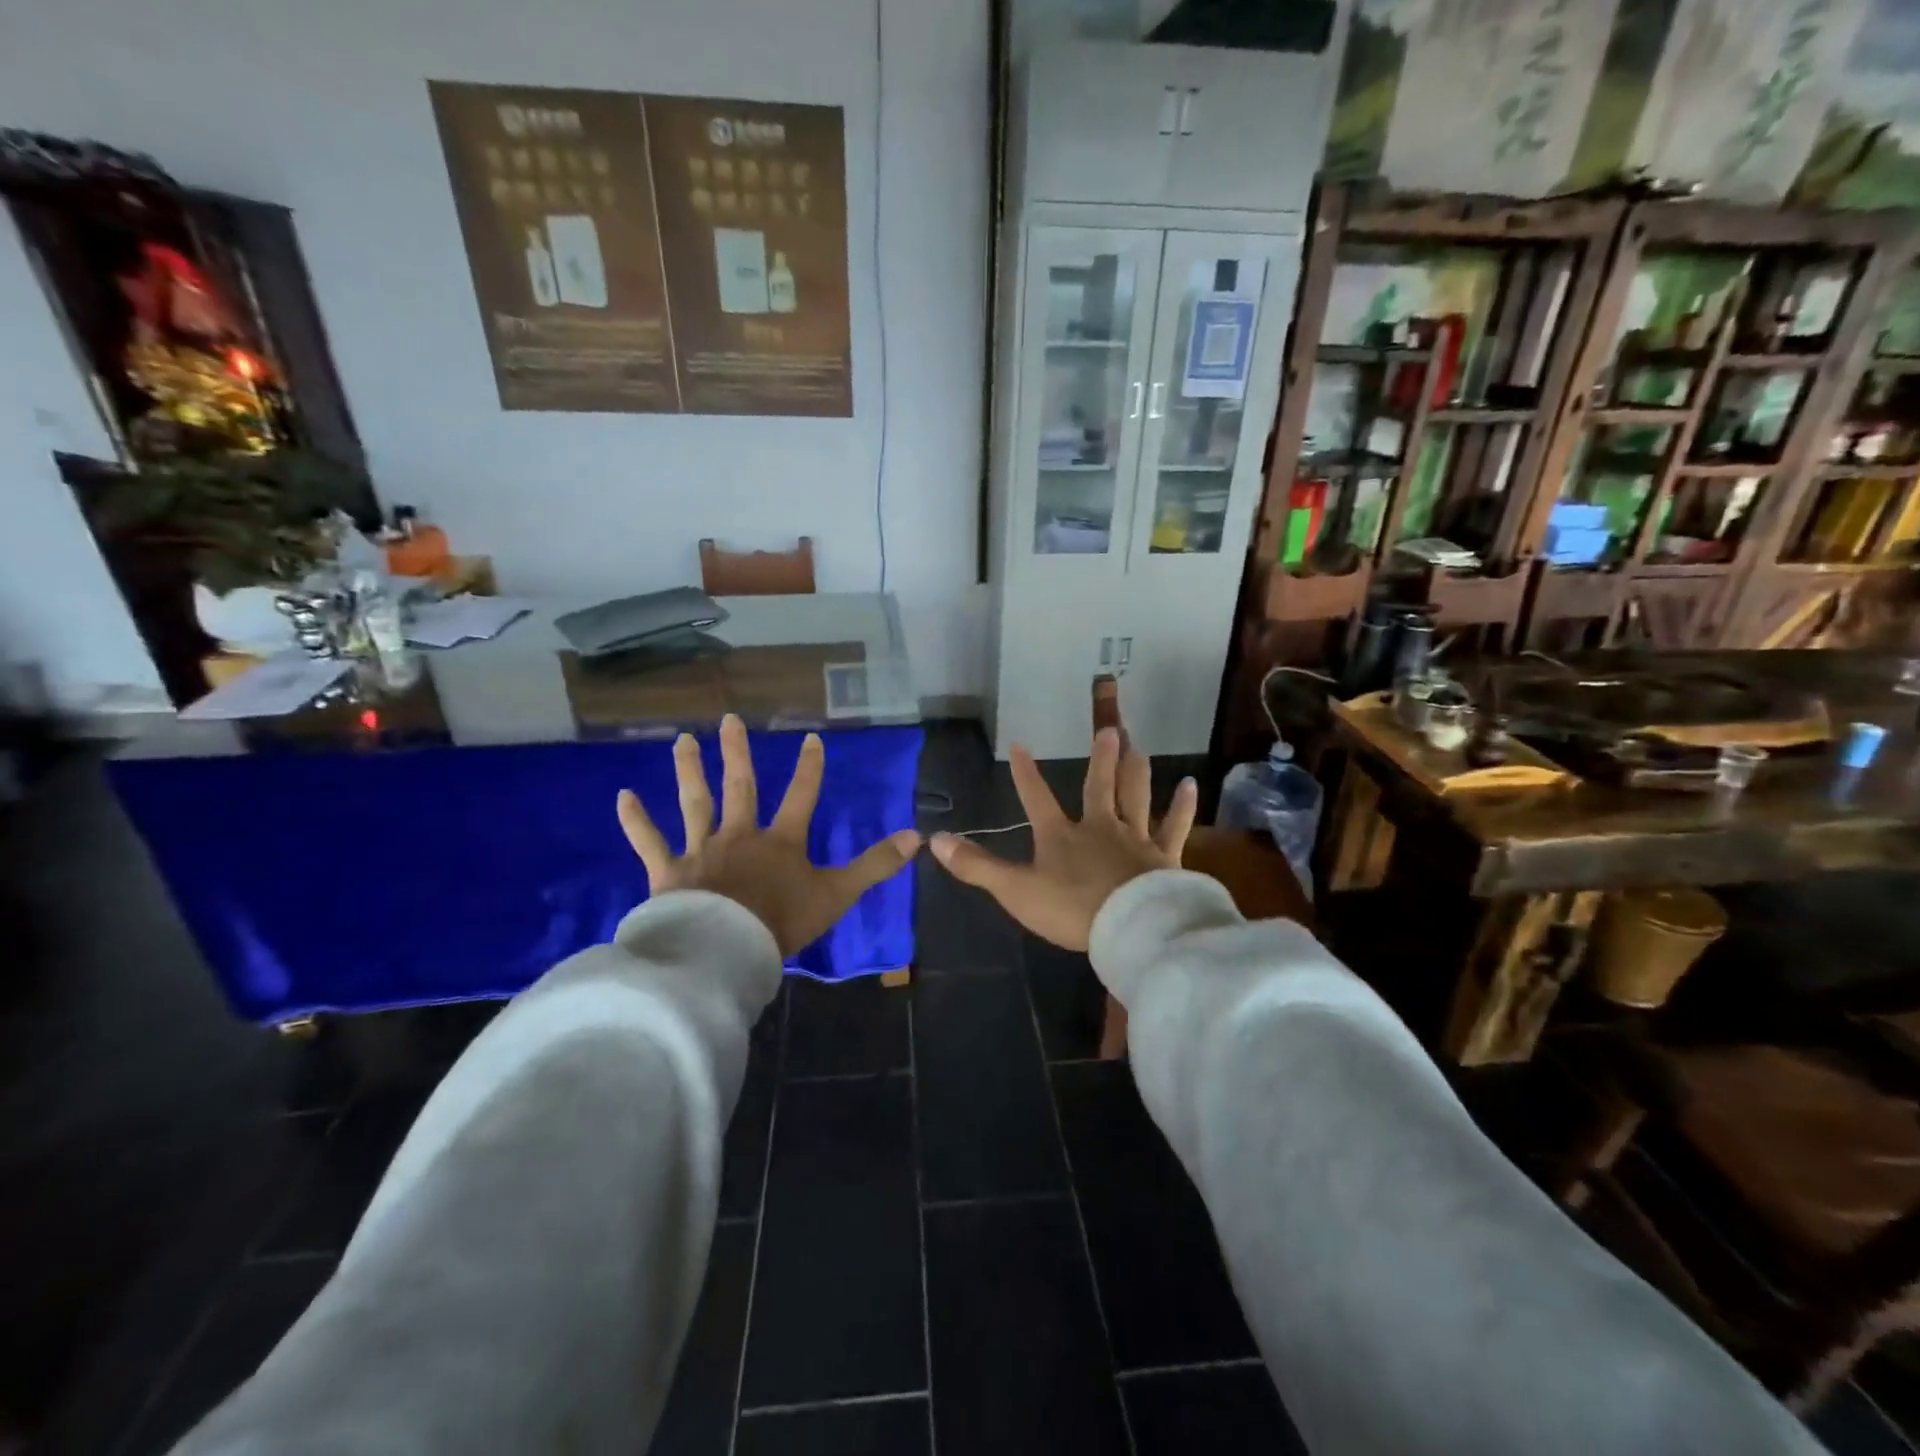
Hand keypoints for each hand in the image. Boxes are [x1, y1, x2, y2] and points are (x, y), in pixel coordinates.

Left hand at [616, 714, 921, 956]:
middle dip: (738, 753)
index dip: (810, 768)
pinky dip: (636, 821)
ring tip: (682, 740)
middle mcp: (740, 835)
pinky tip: (623, 796)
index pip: (801, 796)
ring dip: (689, 771)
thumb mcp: (837, 894)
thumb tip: (915, 837)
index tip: (811, 738)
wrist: (727, 950)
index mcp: (780, 841)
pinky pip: (650, 842)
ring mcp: (702, 850)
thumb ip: (874, 865)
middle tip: (729, 719)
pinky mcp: (669, 872)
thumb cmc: (782, 922)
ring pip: (695, 803)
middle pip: (741, 787)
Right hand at [929, 727, 1196, 951]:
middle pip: (1098, 786)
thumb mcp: (1015, 891)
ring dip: (1135, 770)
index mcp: (1060, 836)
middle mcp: (1099, 827)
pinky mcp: (1164, 856)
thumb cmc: (1071, 909)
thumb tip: (934, 840)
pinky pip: (1174, 825)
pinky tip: (1191, 785)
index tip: (1020, 746)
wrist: (1129, 928)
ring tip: (1138, 745)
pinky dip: (1182, 806)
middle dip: (1100, 758)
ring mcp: (1135, 838)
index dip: (1025, 774)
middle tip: (1109, 729)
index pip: (1036, 798)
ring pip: (1136, 795)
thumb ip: (976, 867)